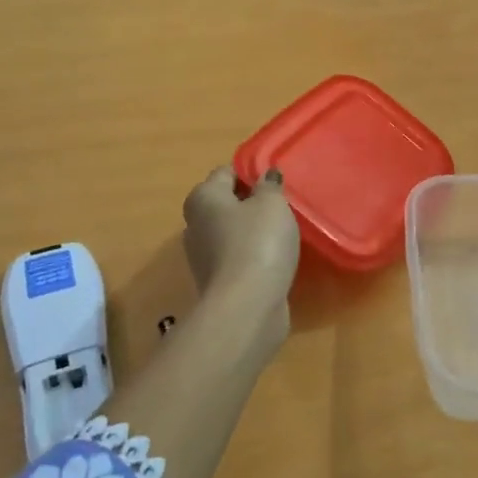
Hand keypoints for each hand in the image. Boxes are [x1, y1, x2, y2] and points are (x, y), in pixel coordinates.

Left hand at [181, 165, 300, 335]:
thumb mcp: (272, 204)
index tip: (275, 180)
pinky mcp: (216, 282)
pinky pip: (237, 257)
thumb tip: (265, 176)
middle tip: (281, 205)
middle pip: (226, 204)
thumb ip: (269, 186)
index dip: (251, 172)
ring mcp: (202, 256)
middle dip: (250, 202)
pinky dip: (253, 255)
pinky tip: (275, 258)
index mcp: (203, 198)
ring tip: (282, 232)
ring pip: (231, 232)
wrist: (247, 306)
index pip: (226, 172)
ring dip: (252, 231)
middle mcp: (195, 224)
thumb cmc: (258, 242)